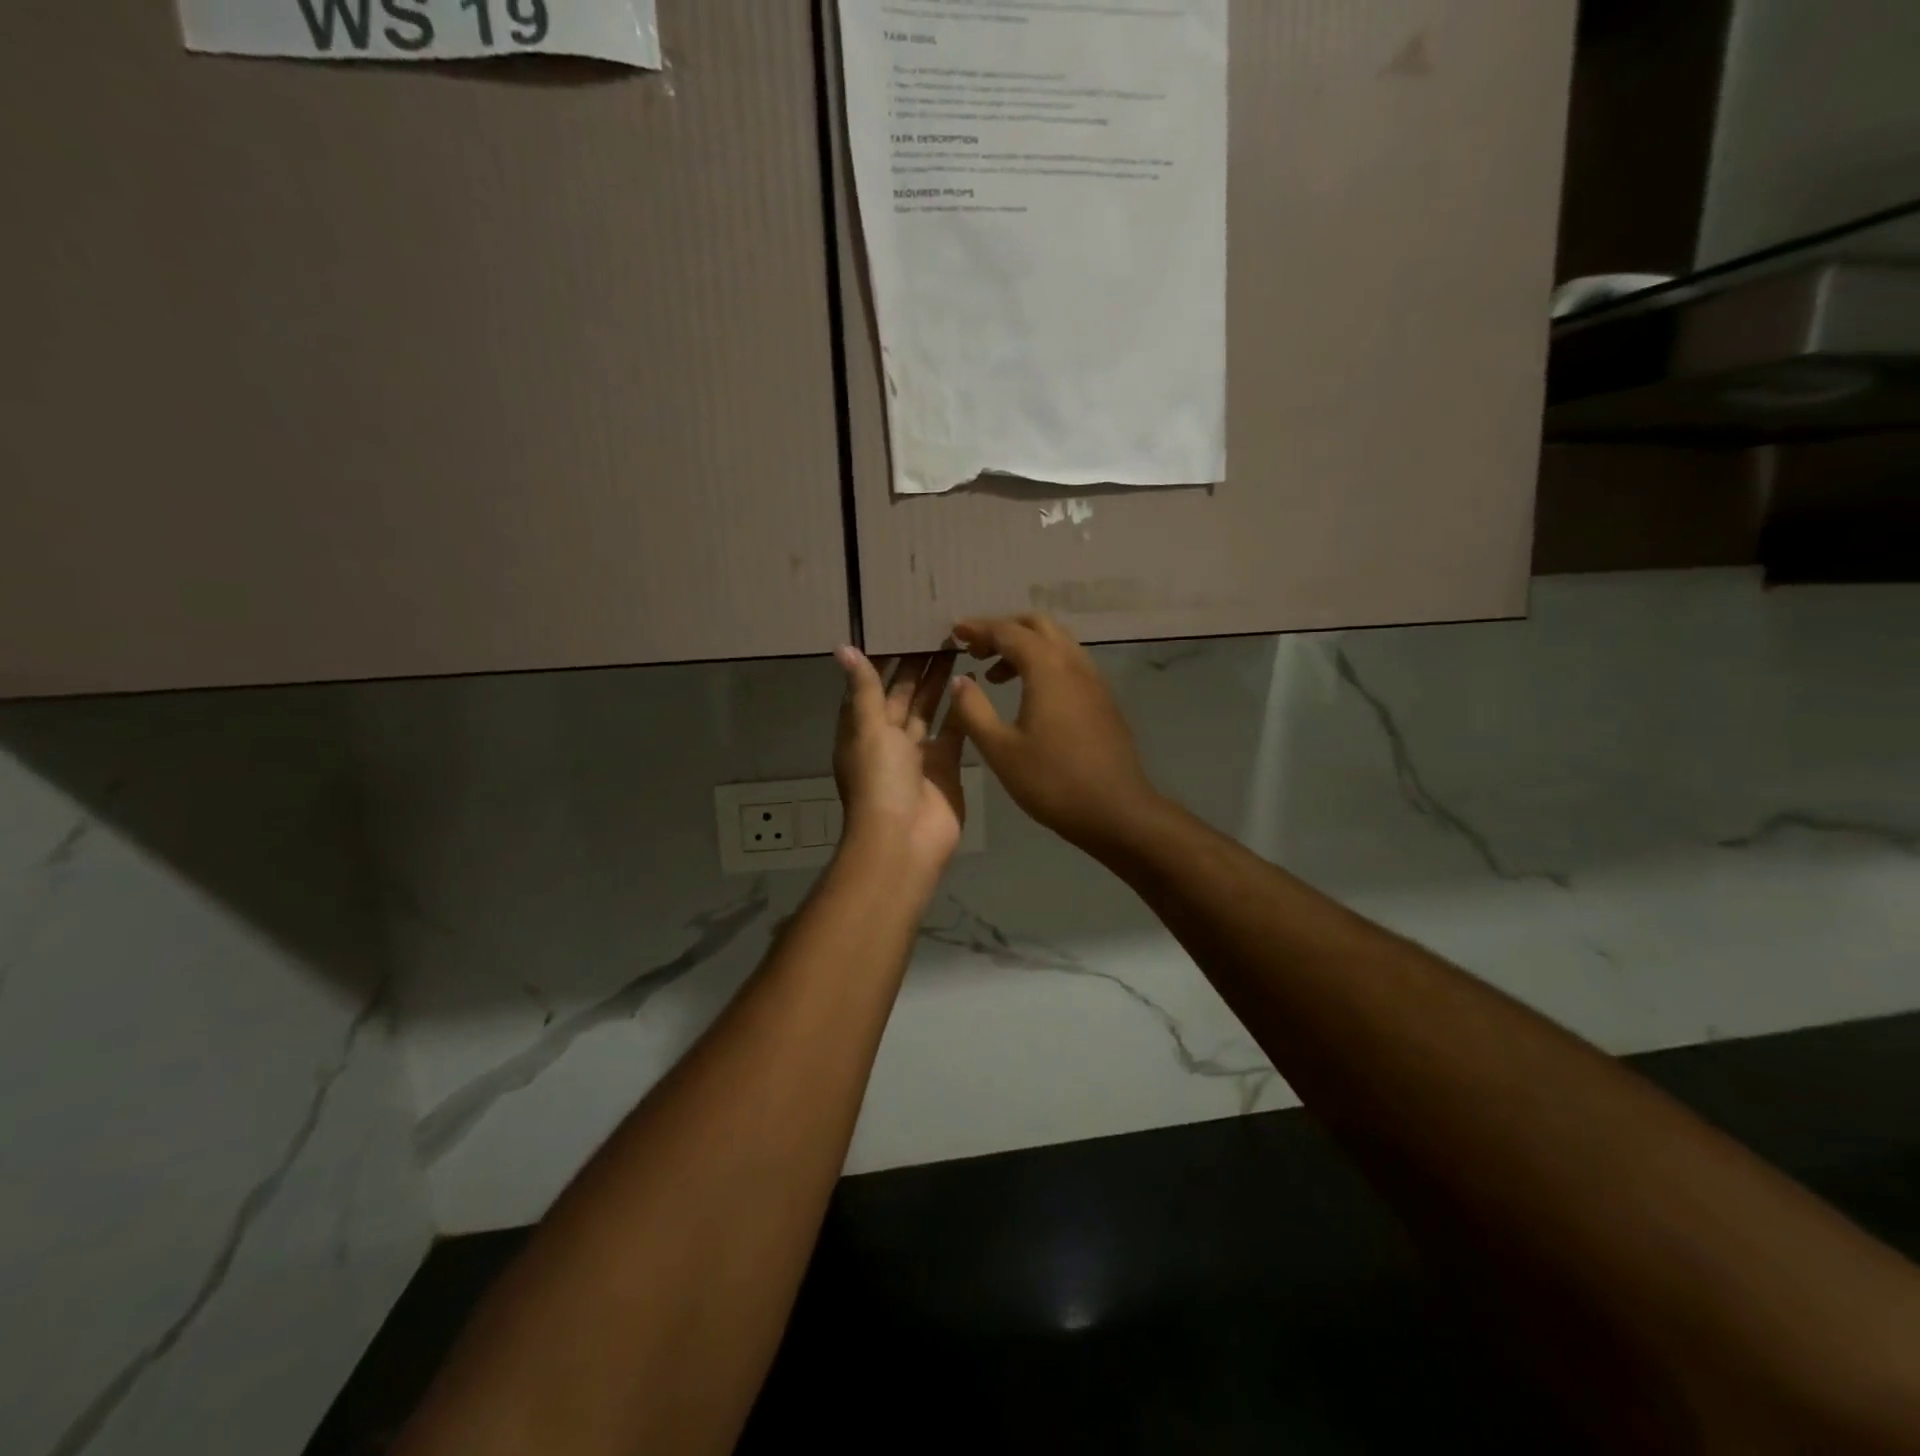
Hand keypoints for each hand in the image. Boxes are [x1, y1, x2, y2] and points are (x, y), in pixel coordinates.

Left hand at [832, 647, 966, 877]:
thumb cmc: (880, 780)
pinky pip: (953, 731)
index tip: (900, 626)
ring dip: (939, 682)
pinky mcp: (946, 765)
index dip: (884, 658)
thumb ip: (865, 689)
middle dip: (917, 666)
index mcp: (862, 729)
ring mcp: (918, 753)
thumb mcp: (868, 729)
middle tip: (937, 629)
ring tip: (956, 648)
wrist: (905, 839)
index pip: (871, 686)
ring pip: (928, 709)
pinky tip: (971, 682)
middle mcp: (888, 738)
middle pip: (902, 694)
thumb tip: (844, 648)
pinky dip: (960, 710)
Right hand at [945, 615, 1160, 854]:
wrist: (1115, 810)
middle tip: (976, 650)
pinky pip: (1070, 663)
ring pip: (1057, 642)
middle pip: (1037, 625)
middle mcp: (1074, 662)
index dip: (978, 628)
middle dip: (1004, 629)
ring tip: (996, 674)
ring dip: (1025, 646)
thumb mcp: (1000, 749)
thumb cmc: (1051, 781)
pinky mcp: (1103, 699)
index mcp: (1047, 667)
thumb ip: (973, 709)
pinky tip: (1030, 694)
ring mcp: (1094, 679)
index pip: (1007, 632)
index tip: (954, 631)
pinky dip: (1044, 663)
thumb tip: (959, 680)